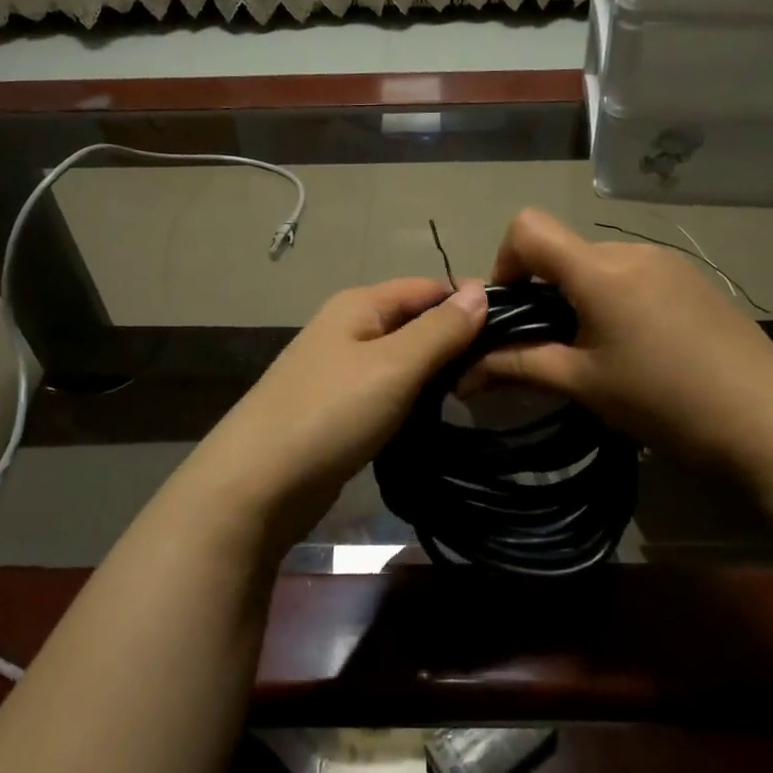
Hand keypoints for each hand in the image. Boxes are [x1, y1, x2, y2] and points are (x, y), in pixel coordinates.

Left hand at [176, 277, 487, 554]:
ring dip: (437, 373)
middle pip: (415, 322)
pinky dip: (414, 399)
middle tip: (501, 369)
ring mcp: (340, 371)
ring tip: (479, 392)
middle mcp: (349, 328)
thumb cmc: (330, 414)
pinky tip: (437, 416)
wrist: (257, 485)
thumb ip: (439, 329)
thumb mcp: (394, 366)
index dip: (469, 302)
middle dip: (457, 340)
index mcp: (359, 305)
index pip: (428, 287)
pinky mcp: (339, 409)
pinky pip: (388, 391)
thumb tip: (481, 290)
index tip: (515, 328)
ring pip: (404, 360)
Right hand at [467, 209, 772, 472]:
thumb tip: (464, 373)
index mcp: (599, 271)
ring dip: (581, 297)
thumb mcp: (583, 384)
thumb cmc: (663, 401)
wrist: (767, 419)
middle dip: (544, 291)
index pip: (527, 228)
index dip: (506, 262)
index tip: (514, 312)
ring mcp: (667, 262)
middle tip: (554, 347)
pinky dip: (616, 299)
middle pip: (564, 250)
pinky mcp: (692, 279)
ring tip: (601, 352)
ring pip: (600, 264)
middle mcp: (631, 252)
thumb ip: (519, 366)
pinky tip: (640, 347)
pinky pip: (634, 275)